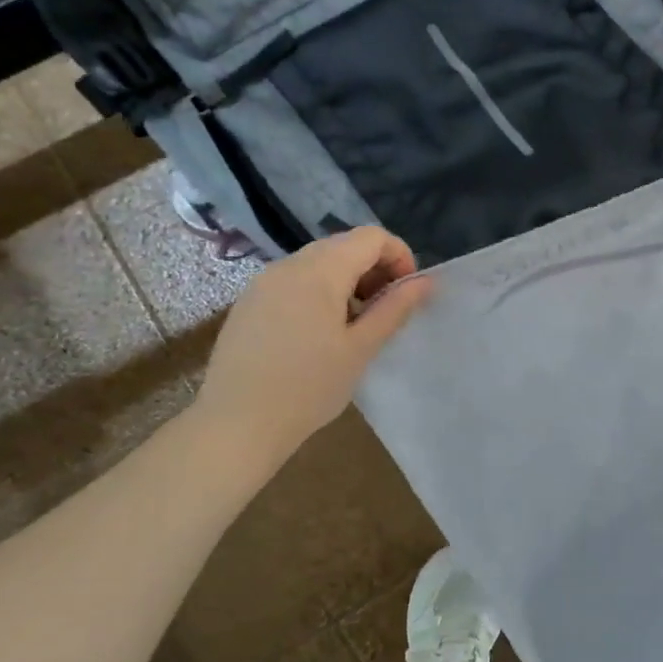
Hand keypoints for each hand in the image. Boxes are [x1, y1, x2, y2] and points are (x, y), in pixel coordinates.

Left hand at [189, 227, 432, 477]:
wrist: (236, 424)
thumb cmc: (308, 387)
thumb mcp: (361, 348)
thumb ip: (395, 308)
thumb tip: (427, 282)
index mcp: (320, 271)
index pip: (372, 237)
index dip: (400, 257)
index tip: (406, 295)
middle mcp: (289, 264)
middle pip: (345, 245)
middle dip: (375, 270)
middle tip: (384, 312)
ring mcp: (264, 281)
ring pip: (319, 262)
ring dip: (348, 281)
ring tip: (354, 326)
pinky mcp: (250, 301)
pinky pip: (295, 280)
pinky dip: (320, 292)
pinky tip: (319, 334)